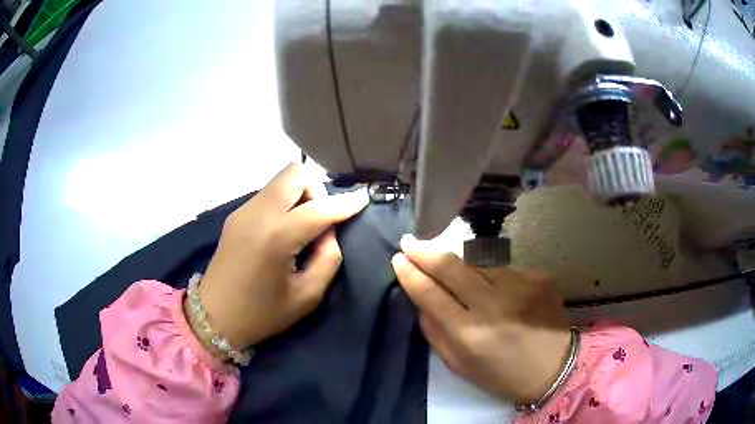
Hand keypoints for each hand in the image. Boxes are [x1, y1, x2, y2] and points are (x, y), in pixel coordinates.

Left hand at [193, 163, 368, 352]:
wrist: (213, 316)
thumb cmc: (261, 314)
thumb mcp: (306, 296)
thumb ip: (327, 259)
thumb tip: (329, 232)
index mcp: (276, 237)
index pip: (319, 208)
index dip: (346, 203)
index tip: (364, 198)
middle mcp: (258, 213)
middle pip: (294, 173)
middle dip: (316, 190)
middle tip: (320, 220)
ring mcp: (243, 210)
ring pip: (280, 181)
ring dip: (299, 195)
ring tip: (302, 227)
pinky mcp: (236, 215)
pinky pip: (268, 193)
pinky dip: (284, 202)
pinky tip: (283, 230)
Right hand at [391, 235, 570, 403]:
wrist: (555, 367)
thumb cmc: (502, 375)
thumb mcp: (460, 365)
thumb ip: (435, 333)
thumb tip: (422, 302)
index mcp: (469, 333)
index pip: (430, 293)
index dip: (410, 273)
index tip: (398, 258)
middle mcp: (492, 304)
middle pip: (450, 266)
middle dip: (425, 251)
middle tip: (410, 241)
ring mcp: (519, 285)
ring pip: (477, 261)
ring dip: (457, 261)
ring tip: (447, 262)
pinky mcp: (537, 276)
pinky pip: (503, 268)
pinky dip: (491, 274)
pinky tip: (495, 288)